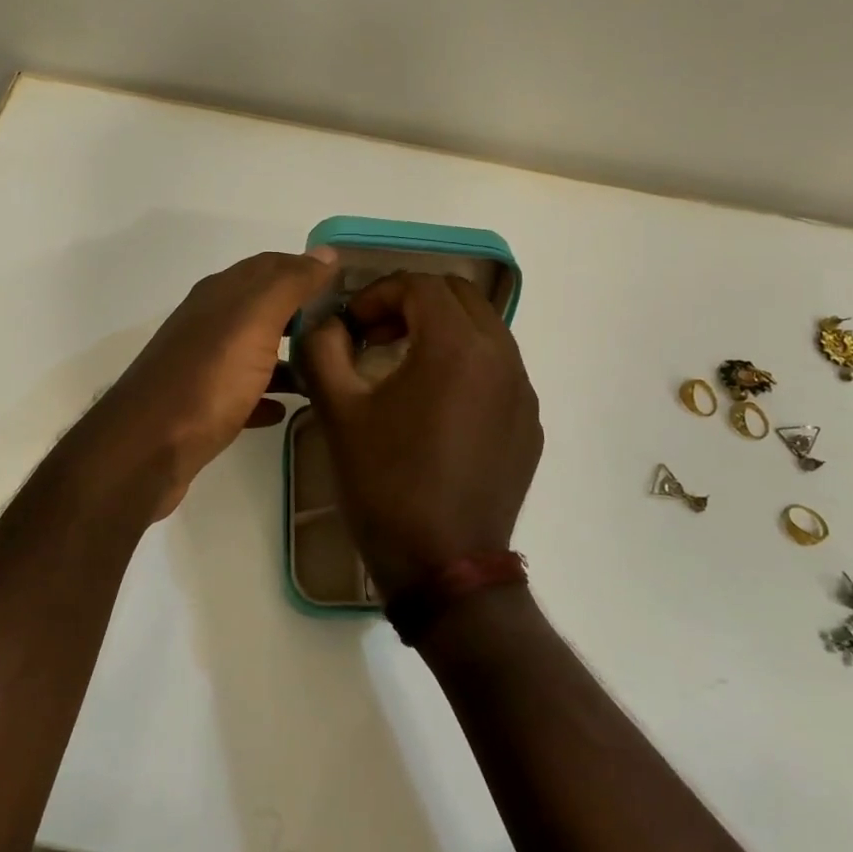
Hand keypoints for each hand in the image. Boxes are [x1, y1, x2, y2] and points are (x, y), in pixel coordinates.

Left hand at [89, 248, 339, 519]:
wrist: (148, 448)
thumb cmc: (207, 378)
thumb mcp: (254, 320)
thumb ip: (290, 284)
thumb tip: (326, 253)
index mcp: (221, 294)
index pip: (272, 265)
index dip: (309, 269)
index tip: (349, 285)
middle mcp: (209, 321)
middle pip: (264, 306)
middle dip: (303, 311)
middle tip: (346, 328)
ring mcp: (203, 364)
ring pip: (255, 348)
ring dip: (288, 354)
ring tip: (326, 369)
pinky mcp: (201, 405)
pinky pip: (243, 391)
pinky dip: (267, 392)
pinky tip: (288, 408)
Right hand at [299, 273, 542, 596]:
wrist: (445, 567)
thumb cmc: (386, 484)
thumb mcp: (338, 412)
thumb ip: (323, 349)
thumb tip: (326, 324)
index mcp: (456, 346)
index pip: (419, 284)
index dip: (377, 294)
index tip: (351, 326)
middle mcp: (502, 356)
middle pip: (458, 296)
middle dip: (412, 304)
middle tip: (375, 337)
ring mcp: (523, 392)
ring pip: (484, 330)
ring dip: (441, 331)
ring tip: (403, 366)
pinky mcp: (529, 424)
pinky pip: (499, 370)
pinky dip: (466, 364)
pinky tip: (437, 406)